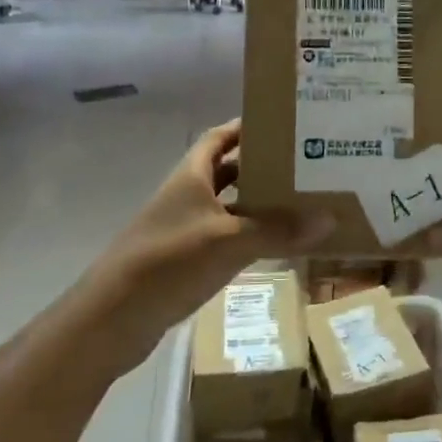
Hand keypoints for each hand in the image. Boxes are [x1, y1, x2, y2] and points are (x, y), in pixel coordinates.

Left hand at [92, 120, 329, 364]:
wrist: (111, 320)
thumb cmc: (168, 262)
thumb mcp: (229, 241)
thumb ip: (278, 230)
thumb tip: (330, 218)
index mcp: (191, 177)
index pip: (220, 138)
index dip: (246, 127)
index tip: (282, 122)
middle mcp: (187, 197)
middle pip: (228, 171)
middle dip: (262, 165)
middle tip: (304, 163)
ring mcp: (185, 230)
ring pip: (229, 207)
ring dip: (258, 203)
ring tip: (301, 199)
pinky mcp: (186, 261)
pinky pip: (226, 238)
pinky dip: (250, 236)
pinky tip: (276, 243)